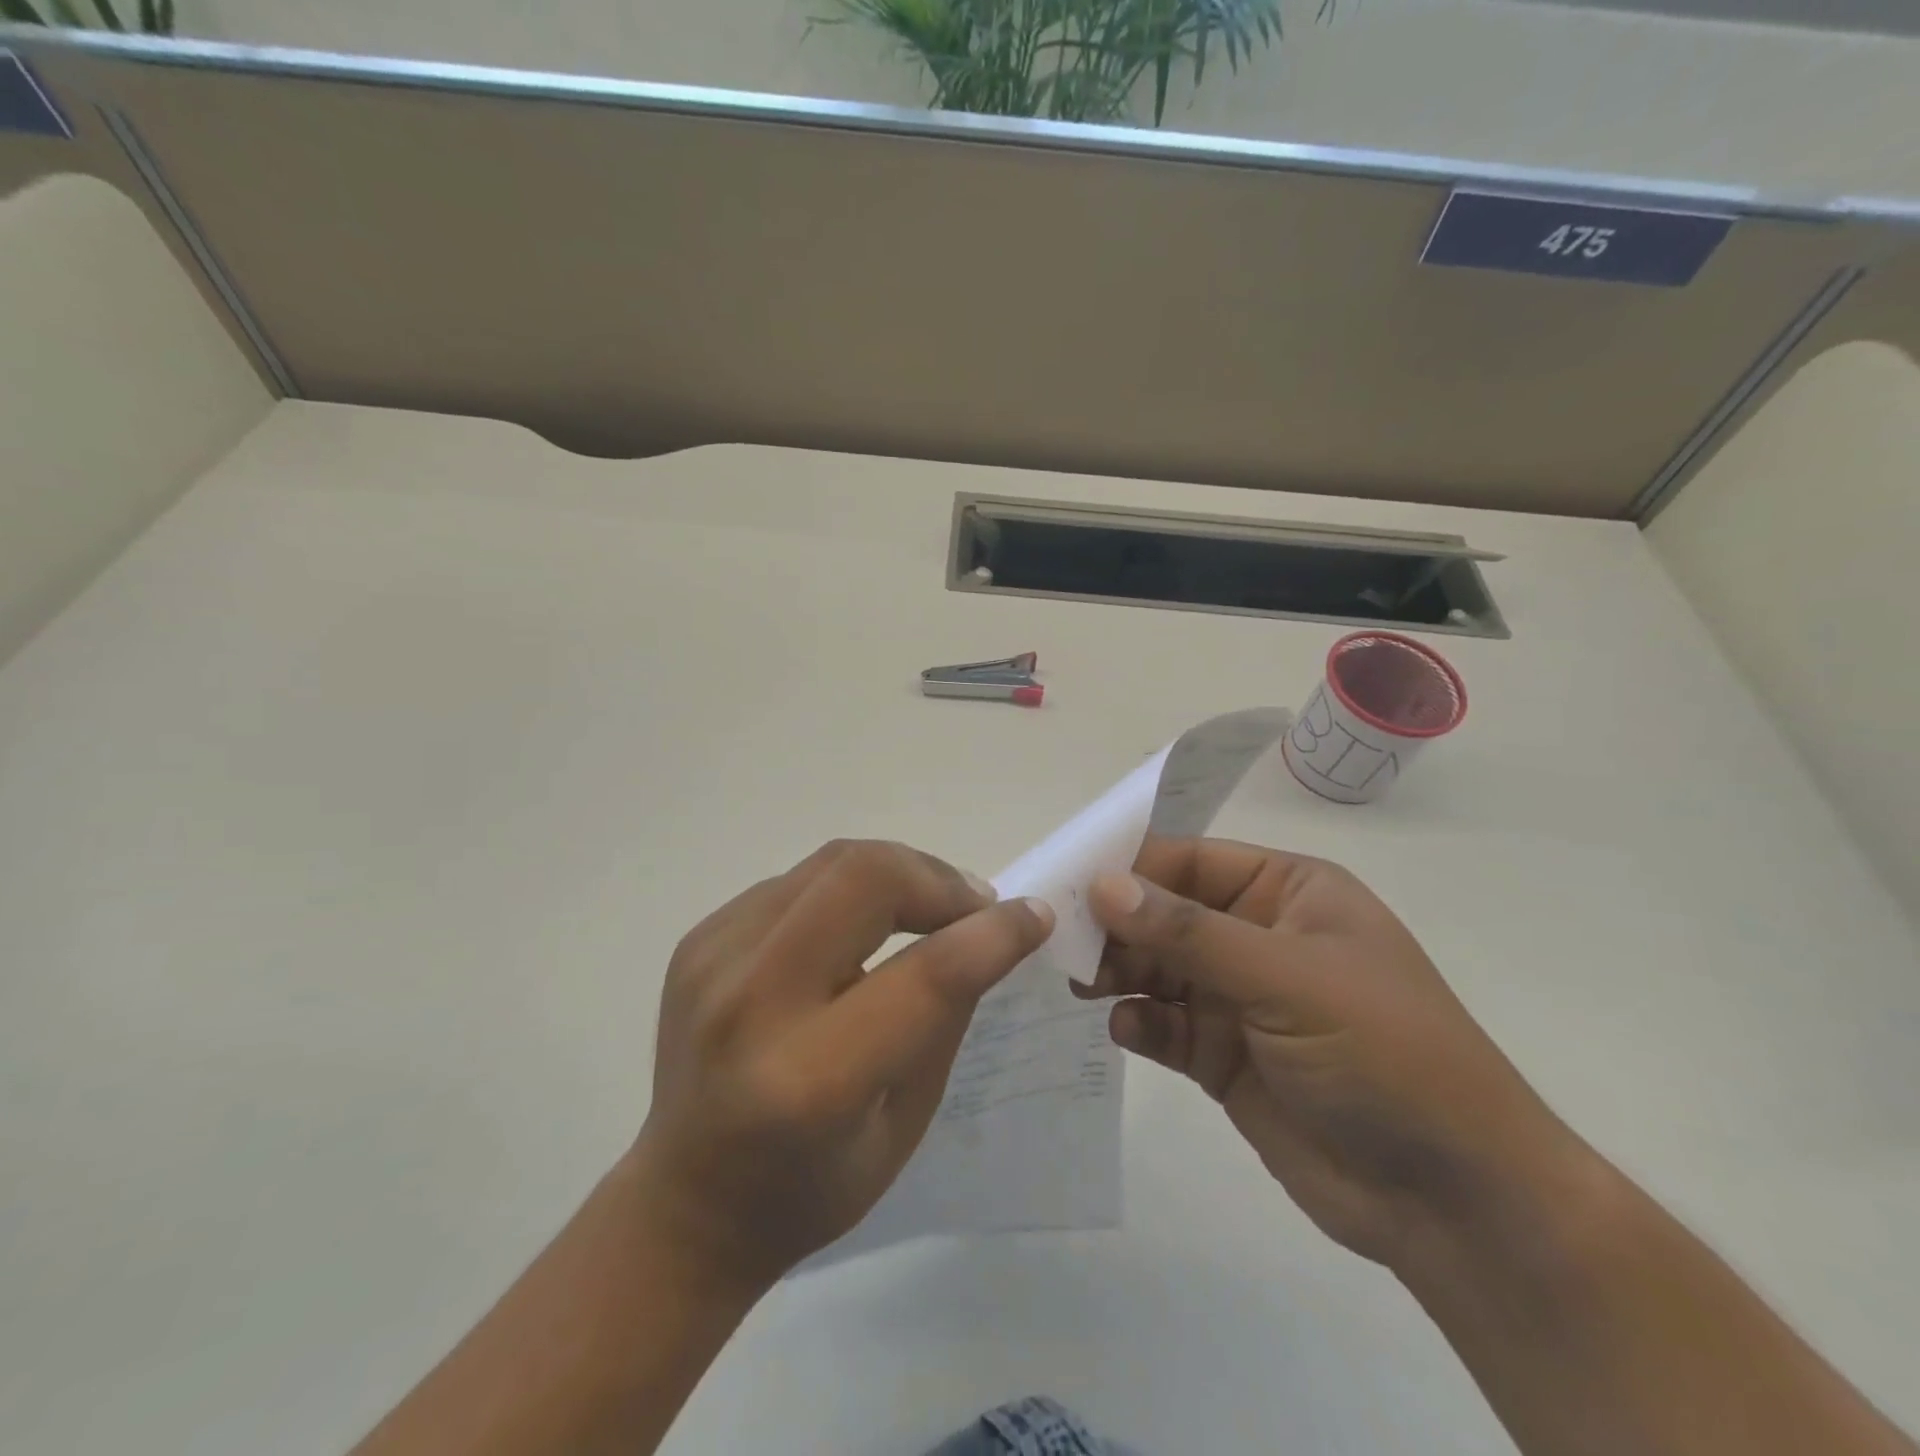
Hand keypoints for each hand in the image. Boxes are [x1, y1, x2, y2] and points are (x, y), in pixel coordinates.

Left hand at [631, 839, 1052, 1289]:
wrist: (685, 1202)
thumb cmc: (810, 1187)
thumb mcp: (905, 1124)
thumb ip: (945, 1016)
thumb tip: (987, 933)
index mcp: (811, 1077)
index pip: (925, 974)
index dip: (993, 934)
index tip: (1033, 915)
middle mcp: (752, 1002)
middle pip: (863, 878)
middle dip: (937, 878)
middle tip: (972, 906)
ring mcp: (714, 958)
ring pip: (831, 862)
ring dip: (898, 872)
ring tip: (929, 906)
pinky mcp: (700, 938)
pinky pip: (797, 881)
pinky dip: (848, 889)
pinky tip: (860, 926)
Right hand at [1081, 838, 1583, 1272]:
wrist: (1453, 1201)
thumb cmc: (1383, 1053)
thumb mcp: (1287, 978)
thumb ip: (1189, 933)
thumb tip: (1103, 885)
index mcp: (1288, 892)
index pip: (1191, 862)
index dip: (1131, 869)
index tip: (1069, 883)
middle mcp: (1257, 935)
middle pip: (1165, 915)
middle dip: (1117, 926)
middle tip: (1062, 942)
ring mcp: (1239, 998)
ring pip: (1158, 969)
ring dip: (1119, 972)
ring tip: (1082, 983)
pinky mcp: (1222, 1055)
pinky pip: (1163, 1025)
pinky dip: (1139, 1024)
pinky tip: (1127, 1032)